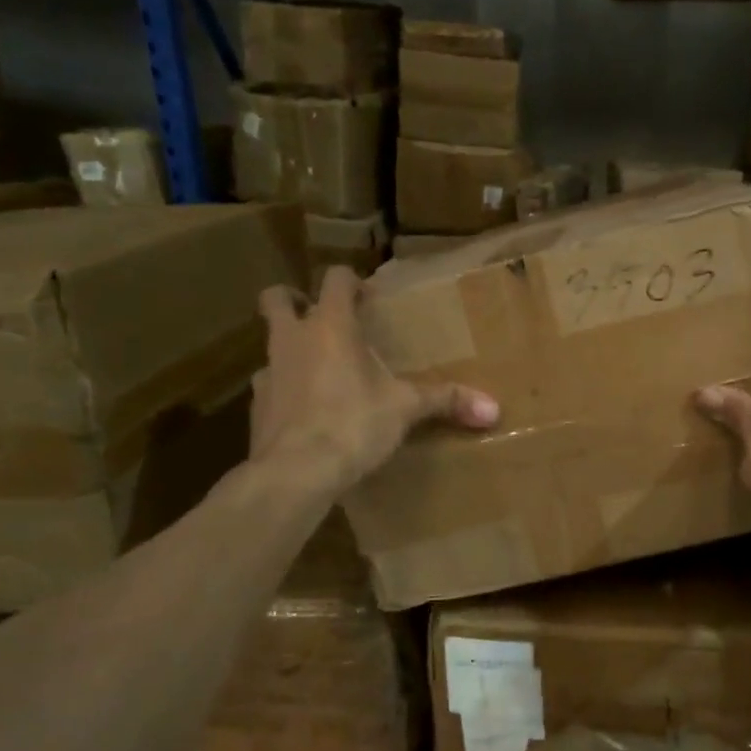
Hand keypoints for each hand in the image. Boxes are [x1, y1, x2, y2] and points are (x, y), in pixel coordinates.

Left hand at [251, 267, 498, 494]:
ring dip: (291, 349)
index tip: (366, 296)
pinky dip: (286, 391)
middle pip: (277, 298)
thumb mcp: (405, 409)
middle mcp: (291, 339)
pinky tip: (307, 414)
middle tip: (320, 316)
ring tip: (320, 372)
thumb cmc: (353, 423)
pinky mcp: (257, 406)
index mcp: (330, 326)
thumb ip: (446, 401)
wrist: (296, 472)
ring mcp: (267, 372)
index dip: (350, 281)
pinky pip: (270, 387)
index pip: (335, 279)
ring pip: (272, 344)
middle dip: (294, 299)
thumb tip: (494, 408)